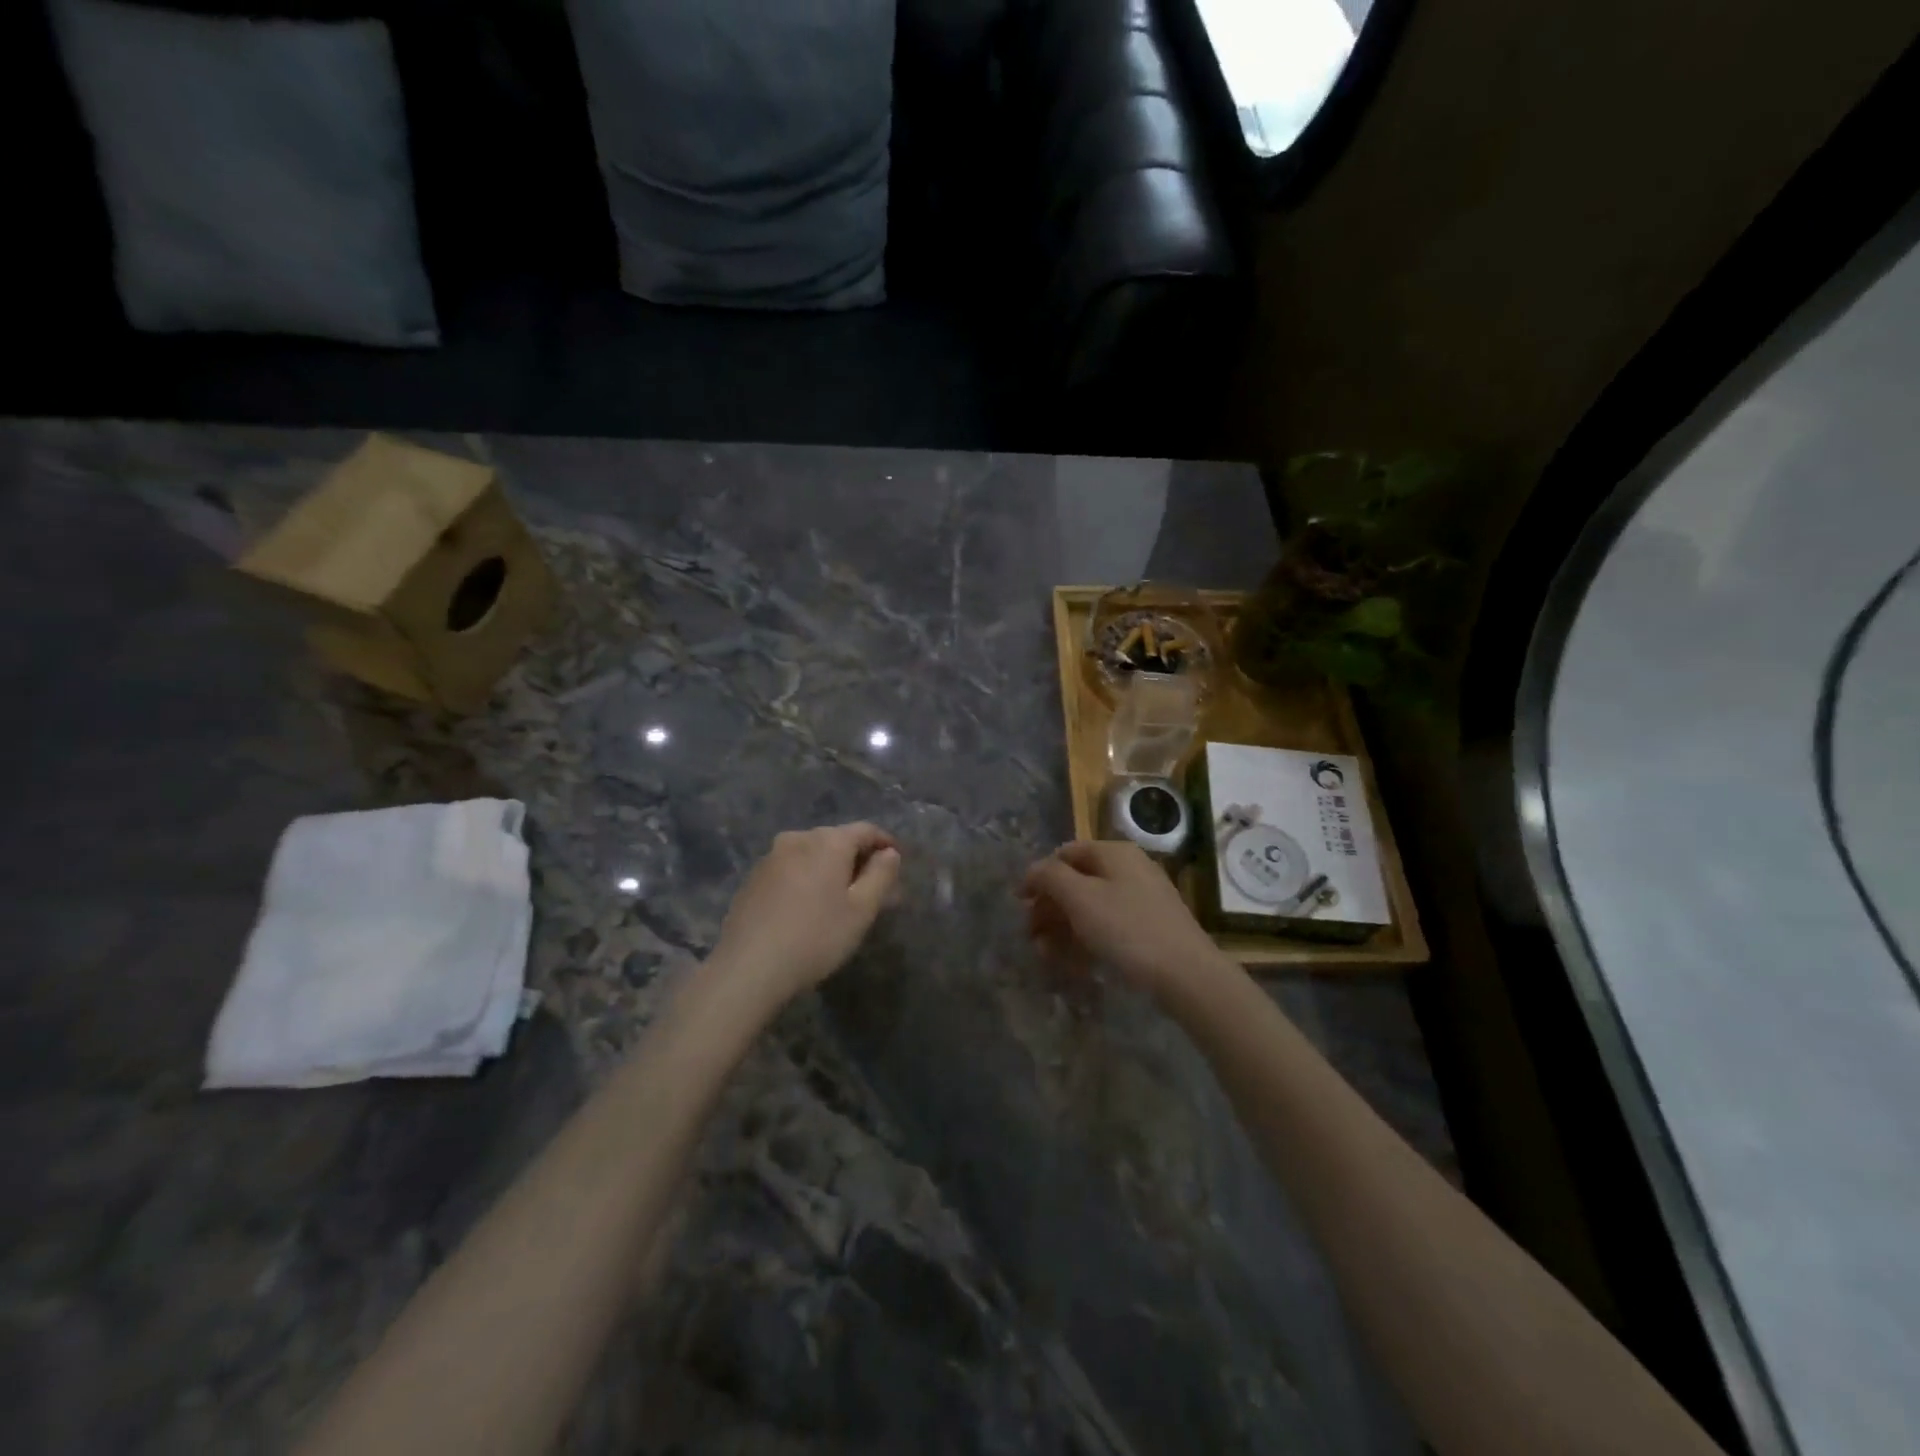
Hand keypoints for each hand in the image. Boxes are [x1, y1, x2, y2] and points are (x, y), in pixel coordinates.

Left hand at [709, 823, 901, 1007]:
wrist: (748, 968)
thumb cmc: (816, 937)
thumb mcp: (861, 910)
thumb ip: (881, 875)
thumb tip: (890, 853)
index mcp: (828, 841)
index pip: (866, 830)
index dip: (885, 843)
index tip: (898, 863)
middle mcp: (798, 838)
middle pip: (837, 840)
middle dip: (858, 859)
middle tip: (872, 889)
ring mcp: (770, 856)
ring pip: (812, 855)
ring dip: (830, 870)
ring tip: (840, 900)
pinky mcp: (753, 878)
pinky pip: (790, 869)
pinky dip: (806, 879)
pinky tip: (808, 907)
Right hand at [1020, 840, 1230, 1004]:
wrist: (1187, 975)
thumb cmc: (1128, 929)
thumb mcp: (1080, 898)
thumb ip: (1050, 877)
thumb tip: (1033, 871)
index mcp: (1114, 853)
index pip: (1065, 853)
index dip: (1039, 875)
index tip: (1019, 903)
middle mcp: (1130, 869)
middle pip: (1077, 881)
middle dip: (1049, 907)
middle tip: (1030, 935)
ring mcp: (1142, 899)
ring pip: (1091, 907)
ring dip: (1063, 928)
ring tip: (1046, 955)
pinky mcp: (1150, 928)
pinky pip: (1109, 927)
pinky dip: (1087, 940)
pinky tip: (1074, 964)